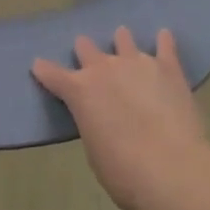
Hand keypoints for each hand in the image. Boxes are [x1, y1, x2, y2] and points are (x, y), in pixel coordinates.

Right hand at [32, 28, 209, 209]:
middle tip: (89, 59)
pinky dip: (163, 41)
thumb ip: (94, 125)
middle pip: (86, 47)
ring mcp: (137, 62)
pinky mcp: (168, 66)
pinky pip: (165, 45)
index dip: (44, 70)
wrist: (171, 169)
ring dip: (121, 43)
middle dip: (85, 52)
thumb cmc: (124, 173)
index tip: (39, 65)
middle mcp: (104, 68)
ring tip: (124, 44)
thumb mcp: (95, 152)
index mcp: (80, 91)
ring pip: (123, 39)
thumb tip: (103, 119)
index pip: (52, 74)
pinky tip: (164, 36)